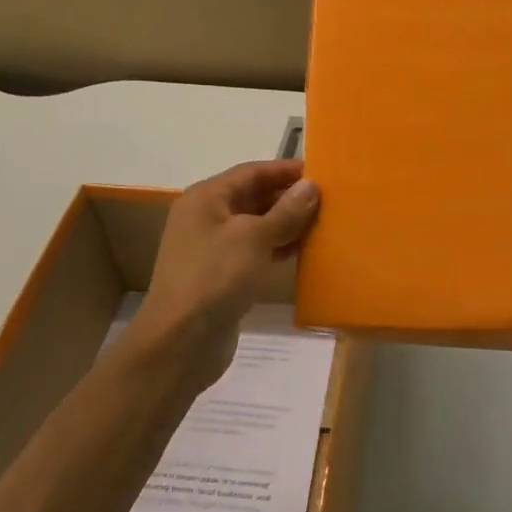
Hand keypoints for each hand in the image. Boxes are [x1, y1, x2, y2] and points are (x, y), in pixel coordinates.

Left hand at [125, 160, 320, 396]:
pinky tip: (305, 251)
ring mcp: (213, 249)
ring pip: (257, 226)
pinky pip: (255, 252)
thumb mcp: (253, 238)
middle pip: (253, 197)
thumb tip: (311, 185)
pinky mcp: (223, 276)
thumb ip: (285, 212)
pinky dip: (278, 248)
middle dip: (289, 197)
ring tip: (324, 223)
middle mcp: (207, 218)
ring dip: (287, 224)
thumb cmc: (215, 277)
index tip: (322, 172)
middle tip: (330, 199)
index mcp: (206, 198)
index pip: (251, 172)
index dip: (285, 170)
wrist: (181, 341)